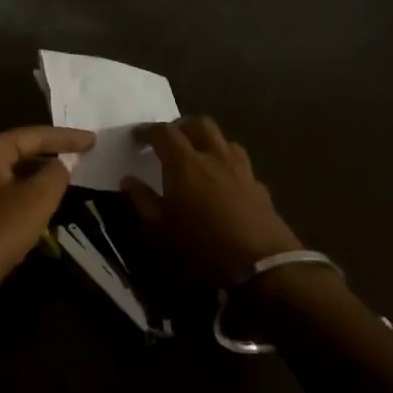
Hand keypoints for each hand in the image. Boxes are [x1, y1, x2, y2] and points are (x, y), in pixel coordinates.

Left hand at [0, 125, 95, 319]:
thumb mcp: (37, 199)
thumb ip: (55, 174)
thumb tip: (58, 166)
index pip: (33, 135)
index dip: (66, 137)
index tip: (94, 140)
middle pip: (19, 152)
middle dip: (50, 155)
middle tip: (82, 156)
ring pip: (11, 175)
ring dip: (38, 178)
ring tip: (66, 180)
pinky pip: (3, 195)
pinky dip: (24, 196)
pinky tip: (41, 208)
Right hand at [122, 117, 301, 287]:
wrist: (262, 268)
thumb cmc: (201, 248)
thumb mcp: (158, 230)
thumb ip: (141, 200)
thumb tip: (129, 180)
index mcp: (185, 163)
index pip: (164, 132)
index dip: (147, 131)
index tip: (136, 138)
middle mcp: (215, 157)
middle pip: (200, 124)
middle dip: (181, 127)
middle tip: (169, 141)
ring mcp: (242, 170)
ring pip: (225, 140)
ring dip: (208, 142)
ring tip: (197, 158)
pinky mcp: (261, 188)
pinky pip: (241, 165)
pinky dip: (227, 166)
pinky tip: (223, 184)